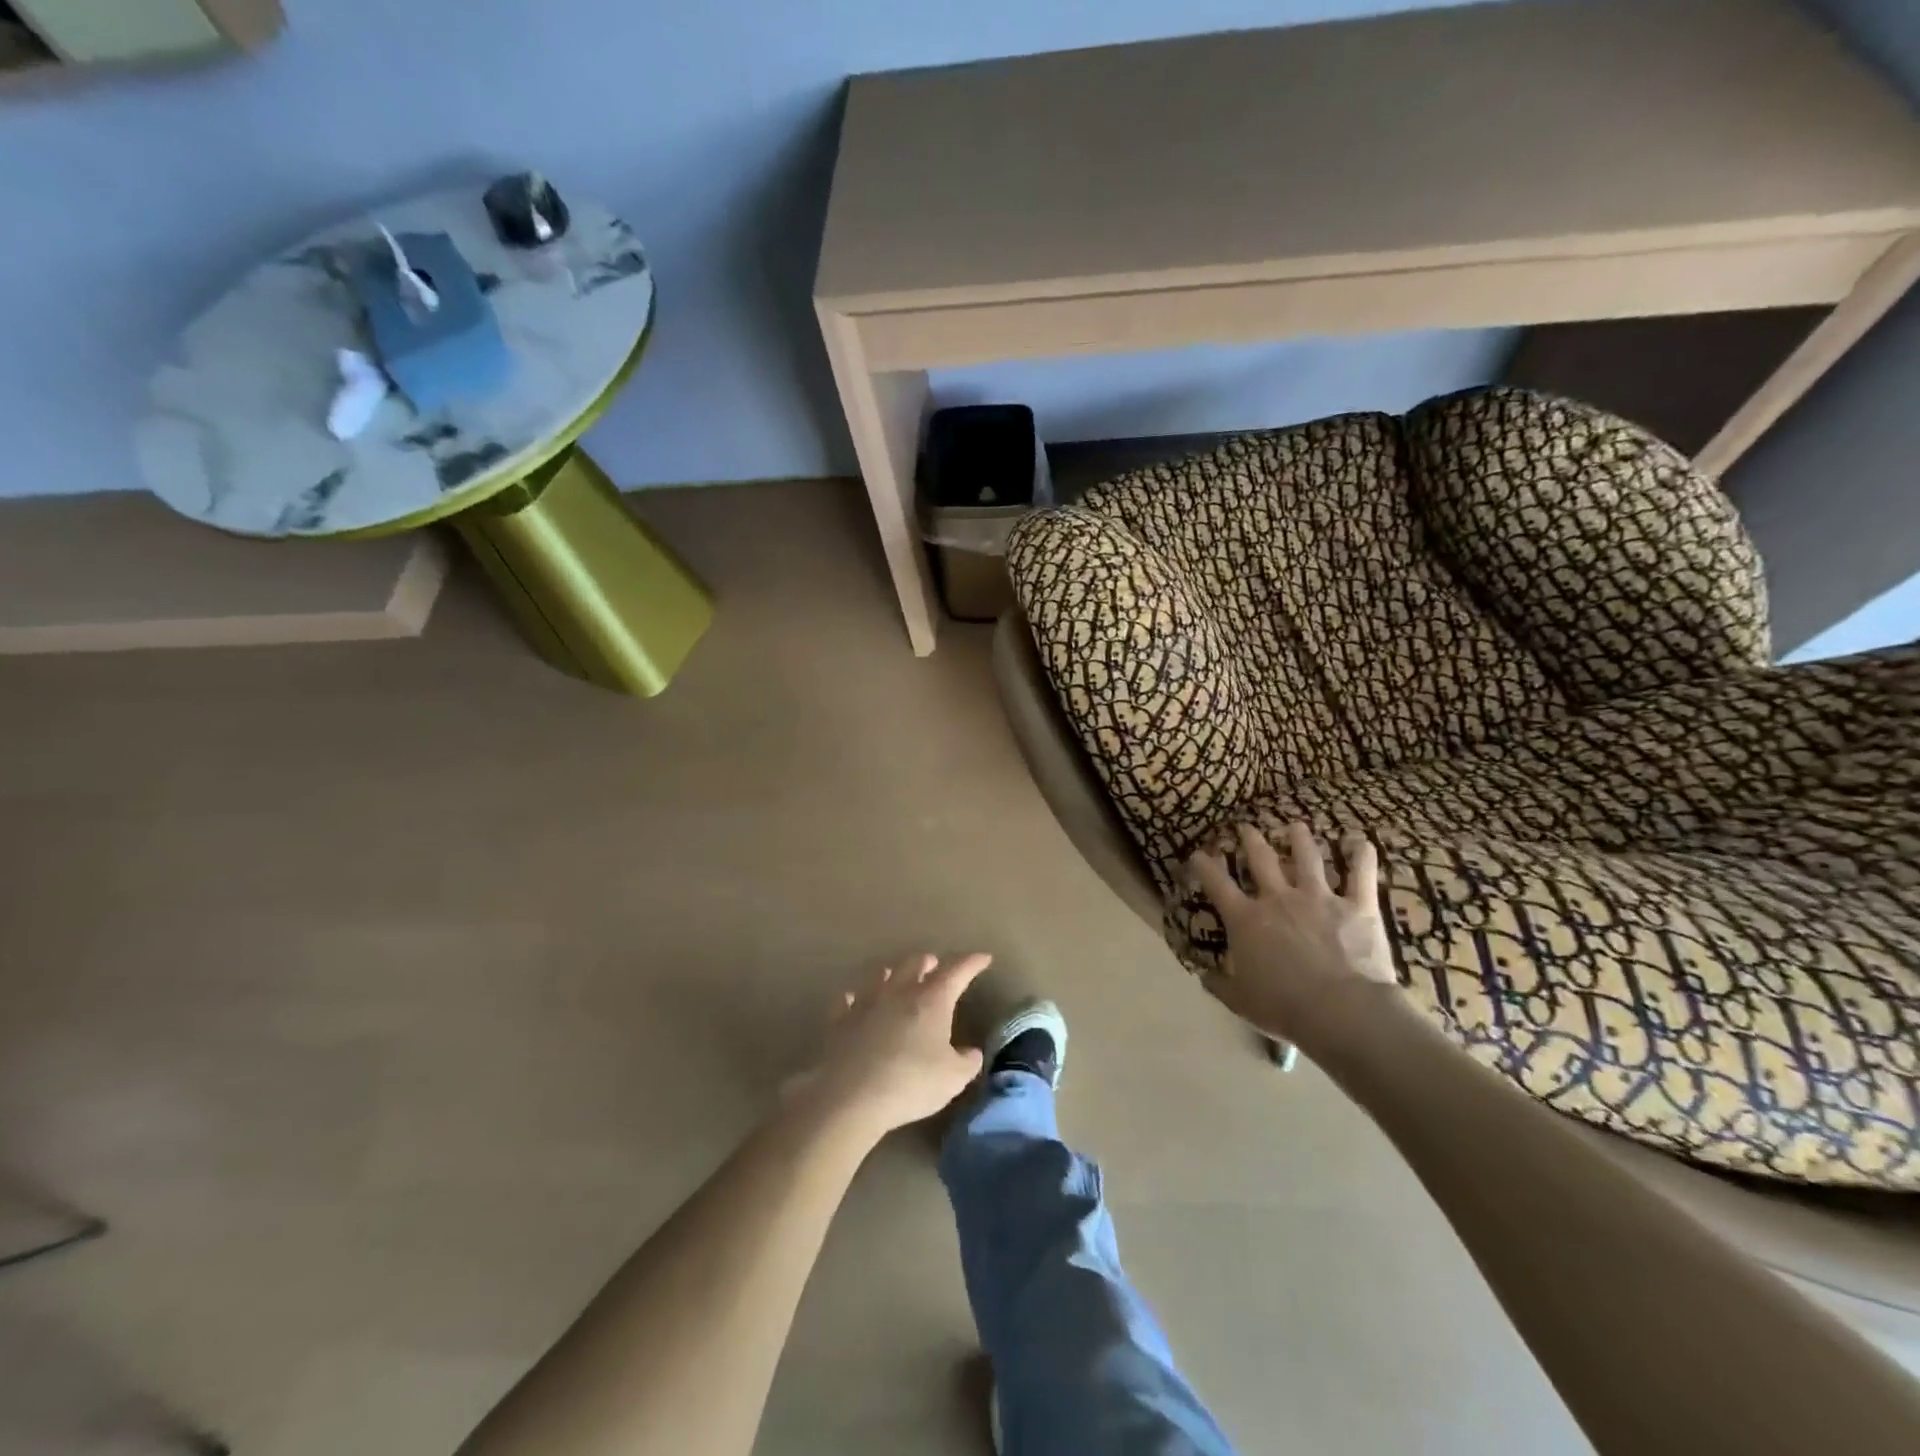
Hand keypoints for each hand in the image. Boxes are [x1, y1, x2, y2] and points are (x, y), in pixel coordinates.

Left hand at [802, 953, 990, 1135]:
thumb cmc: (910, 1082)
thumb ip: (966, 1062)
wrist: (850, 1095)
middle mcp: (899, 991)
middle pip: (915, 963)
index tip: (984, 958)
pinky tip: (854, 1000)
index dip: (972, 963)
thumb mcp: (952, 1078)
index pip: (957, 971)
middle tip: (935, 966)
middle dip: (929, 962)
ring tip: (898, 975)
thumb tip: (971, 1053)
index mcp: (932, 999)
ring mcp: (867, 1002)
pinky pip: (848, 1000)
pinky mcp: (841, 1020)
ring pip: (882, 975)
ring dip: (894, 973)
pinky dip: (856, 998)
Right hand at [1188, 823, 1397, 1046]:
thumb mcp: (1240, 1001)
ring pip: (1308, 857)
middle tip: (1246, 827)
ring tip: (1296, 826)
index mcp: (1246, 920)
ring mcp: (1319, 898)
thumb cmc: (1284, 1007)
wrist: (1341, 1012)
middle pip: (1261, 858)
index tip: (1199, 854)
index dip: (1204, 865)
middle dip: (1251, 839)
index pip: (1217, 883)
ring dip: (1300, 839)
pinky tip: (1362, 842)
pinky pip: (1361, 875)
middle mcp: (1278, 898)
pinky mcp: (1357, 906)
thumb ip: (1219, 984)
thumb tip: (1204, 976)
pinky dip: (1362, 856)